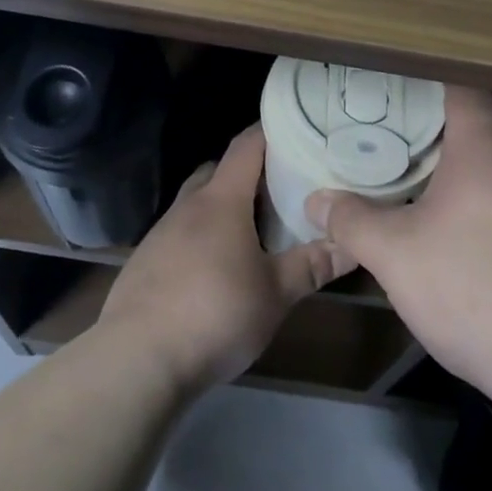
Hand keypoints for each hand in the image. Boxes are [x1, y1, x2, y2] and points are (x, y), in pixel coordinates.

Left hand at [100, 126, 356, 393]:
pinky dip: (201, 237)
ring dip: (222, 207)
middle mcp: (188, 206)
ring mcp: (161, 233)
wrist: (138, 360)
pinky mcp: (145, 261)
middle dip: (247, 173)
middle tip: (280, 190)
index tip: (296, 130)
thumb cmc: (216, 314)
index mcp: (221, 201)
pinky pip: (179, 233)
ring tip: (252, 232)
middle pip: (218, 171)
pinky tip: (216, 269)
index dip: (269, 132)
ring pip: (196, 203)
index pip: (246, 146)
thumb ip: (313, 265)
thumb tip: (354, 245)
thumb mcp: (276, 294)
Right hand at [306, 87, 491, 407]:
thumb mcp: (394, 255)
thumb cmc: (469, 286)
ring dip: (467, 160)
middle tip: (402, 125)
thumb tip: (317, 201)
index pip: (466, 89)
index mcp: (484, 152)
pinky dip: (484, 194)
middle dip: (447, 118)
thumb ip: (352, 221)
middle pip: (487, 121)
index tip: (401, 82)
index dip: (434, 78)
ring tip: (423, 170)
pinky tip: (458, 224)